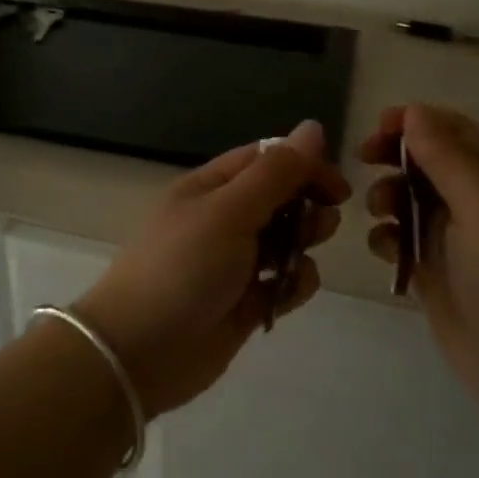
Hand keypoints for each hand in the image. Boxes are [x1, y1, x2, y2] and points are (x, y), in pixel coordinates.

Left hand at [75, 120, 348, 418]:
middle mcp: (222, 219)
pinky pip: (282, 282)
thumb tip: (313, 127)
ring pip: (285, 241)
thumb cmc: (183, 268)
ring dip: (303, 245)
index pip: (266, 159)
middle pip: (279, 198)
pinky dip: (292, 284)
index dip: (304, 166)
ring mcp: (233, 262)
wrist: (141, 351)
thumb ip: (275, 173)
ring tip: (301, 258)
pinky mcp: (244, 302)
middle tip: (320, 225)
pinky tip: (287, 293)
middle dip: (306, 207)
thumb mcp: (229, 211)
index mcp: (210, 187)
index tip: (337, 188)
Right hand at [361, 104, 478, 403]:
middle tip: (362, 160)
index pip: (456, 131)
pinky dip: (388, 238)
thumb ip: (448, 159)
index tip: (376, 126)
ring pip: (410, 198)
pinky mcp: (436, 271)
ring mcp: (457, 239)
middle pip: (428, 161)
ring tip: (380, 213)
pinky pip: (402, 239)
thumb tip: (413, 112)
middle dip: (394, 156)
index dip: (416, 121)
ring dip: (388, 196)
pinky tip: (387, 251)